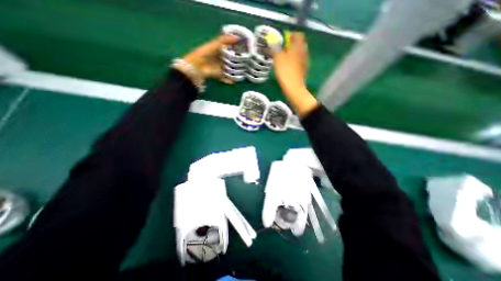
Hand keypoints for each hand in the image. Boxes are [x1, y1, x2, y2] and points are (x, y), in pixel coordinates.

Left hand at [183, 34, 240, 83]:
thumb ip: (226, 40)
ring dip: (235, 72)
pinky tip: (235, 81)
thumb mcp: (216, 43)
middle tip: (246, 63)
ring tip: (243, 72)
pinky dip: (230, 80)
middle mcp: (220, 59)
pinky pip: (225, 79)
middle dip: (237, 62)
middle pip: (230, 61)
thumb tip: (238, 37)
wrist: (198, 66)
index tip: (245, 51)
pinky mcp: (219, 76)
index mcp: (218, 50)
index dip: (236, 49)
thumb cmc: (206, 53)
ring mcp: (219, 68)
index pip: (229, 49)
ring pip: (229, 70)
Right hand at [274, 32, 309, 90]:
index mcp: (298, 46)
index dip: (291, 35)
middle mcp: (304, 51)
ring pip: (300, 53)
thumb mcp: (277, 58)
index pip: (298, 34)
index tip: (284, 39)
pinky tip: (289, 67)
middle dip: (292, 44)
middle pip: (300, 44)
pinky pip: (300, 62)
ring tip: (285, 59)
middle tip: (283, 49)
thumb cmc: (285, 70)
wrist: (293, 87)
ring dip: (294, 53)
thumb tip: (272, 42)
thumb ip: (275, 48)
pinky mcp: (304, 70)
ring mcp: (305, 61)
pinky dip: (295, 62)